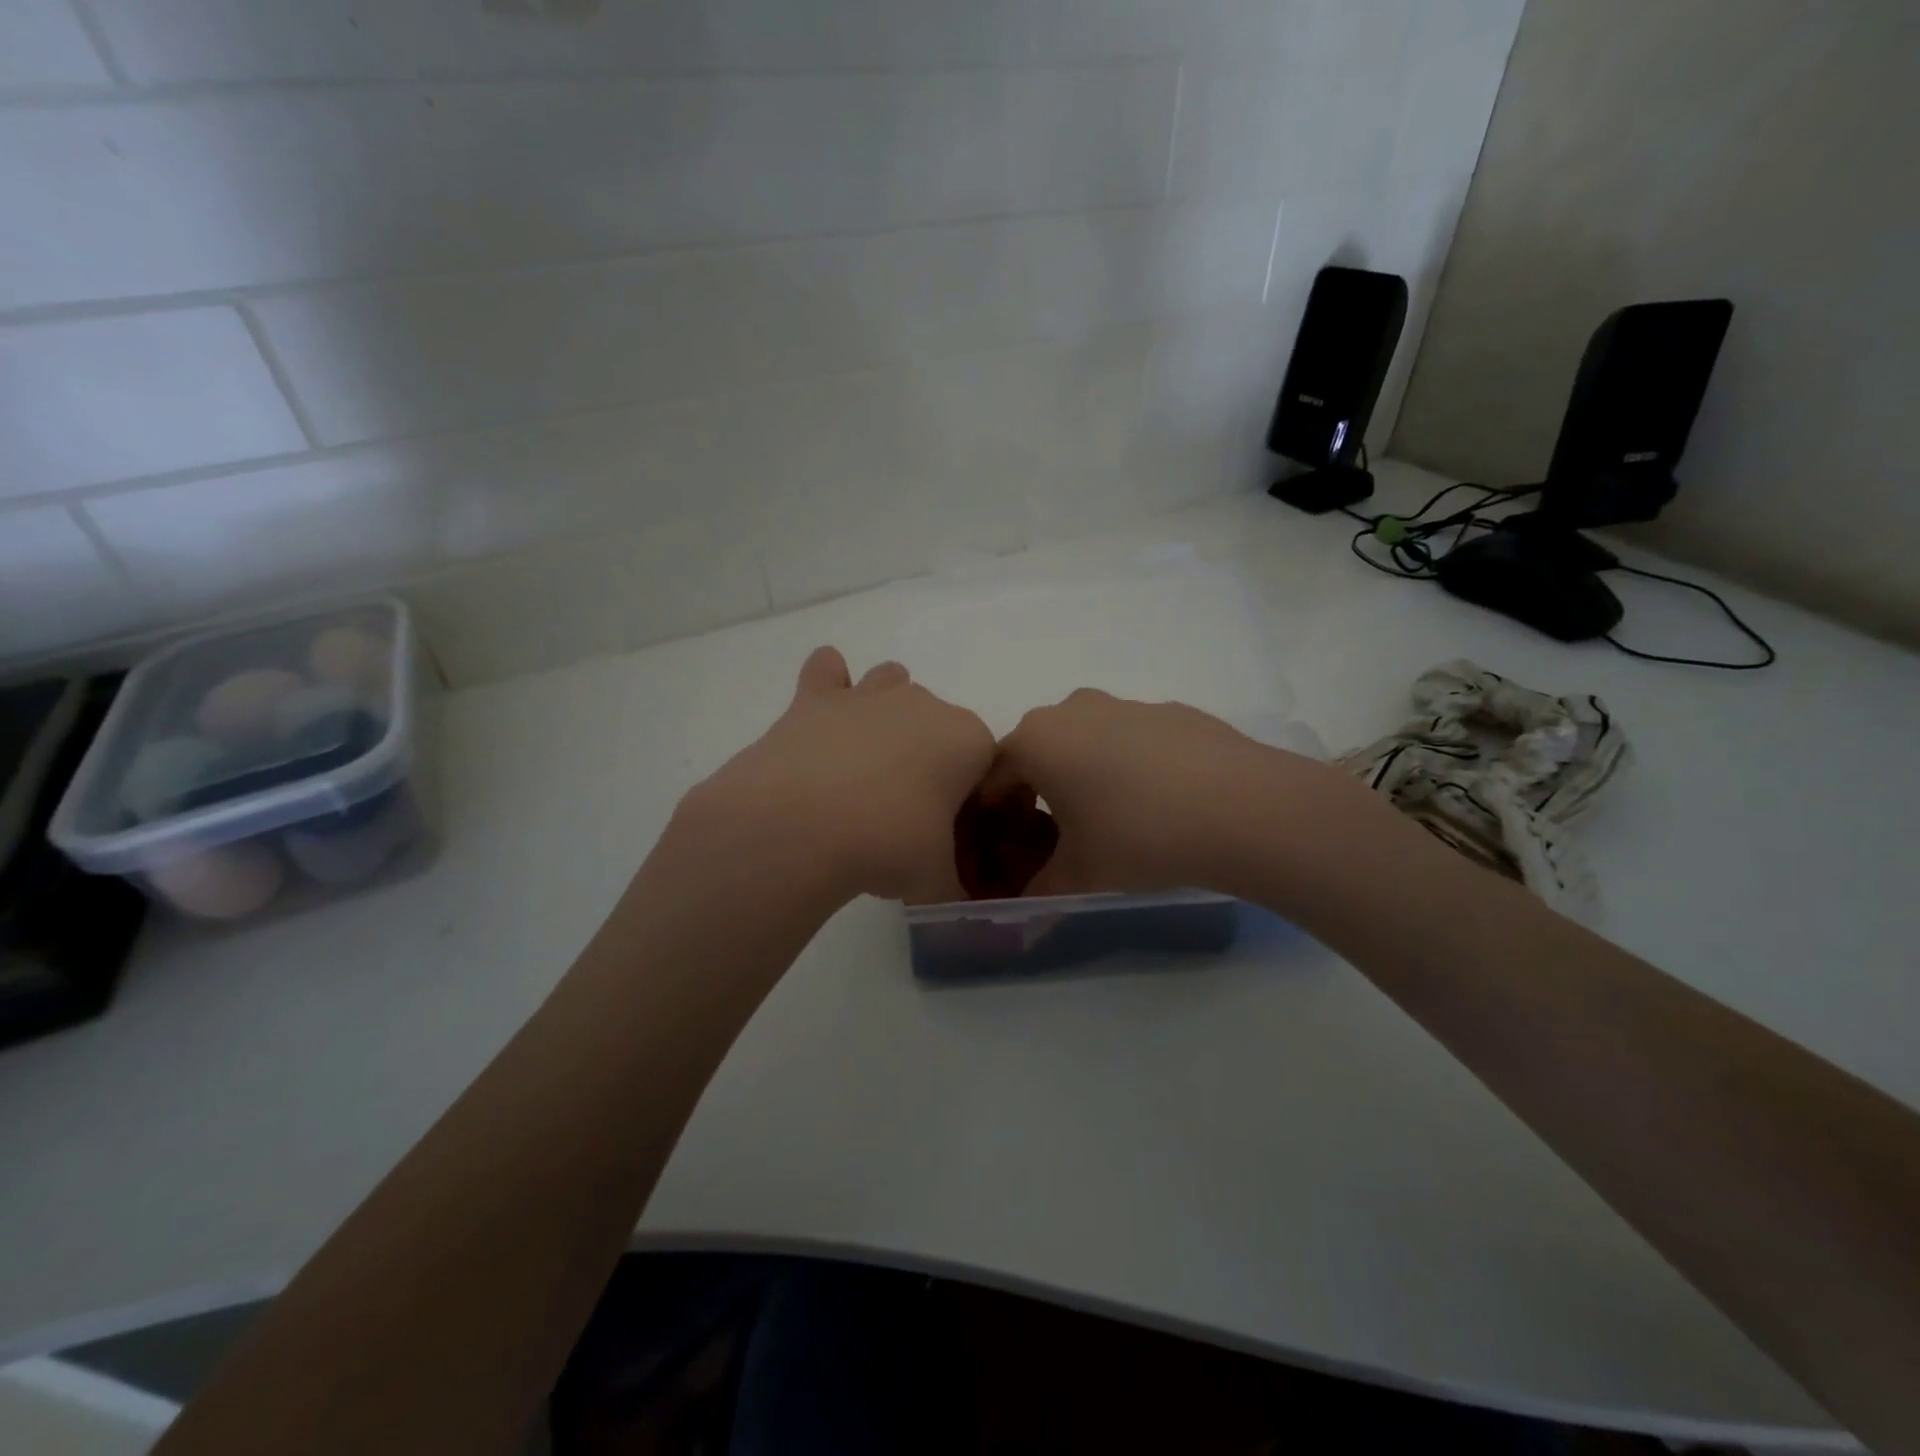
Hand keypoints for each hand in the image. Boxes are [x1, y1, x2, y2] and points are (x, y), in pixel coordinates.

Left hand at [674, 647, 995, 904]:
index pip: (985, 762)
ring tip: (866, 761)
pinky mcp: (816, 697)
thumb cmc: (887, 846)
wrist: (800, 827)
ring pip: (891, 682)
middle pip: (938, 723)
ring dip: (886, 711)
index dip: (969, 797)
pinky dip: (828, 683)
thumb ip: (954, 884)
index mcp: (968, 740)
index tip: (948, 832)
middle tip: (903, 810)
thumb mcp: (936, 879)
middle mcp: (924, 704)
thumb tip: (954, 902)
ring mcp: (868, 695)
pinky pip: (827, 670)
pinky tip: (822, 716)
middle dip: (928, 756)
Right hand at [981, 689, 1369, 897]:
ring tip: (1115, 822)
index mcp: (1036, 740)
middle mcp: (1072, 709)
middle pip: (1038, 753)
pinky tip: (1161, 803)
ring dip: (1086, 776)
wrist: (1243, 808)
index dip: (993, 816)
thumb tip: (1023, 910)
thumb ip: (1039, 892)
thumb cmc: (1138, 837)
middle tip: (1060, 838)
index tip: (1007, 849)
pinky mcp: (1170, 710)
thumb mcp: (1079, 877)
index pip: (993, 777)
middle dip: (1039, 792)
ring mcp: (1125, 704)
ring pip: (1086, 742)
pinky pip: (1131, 739)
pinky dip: (1130, 766)